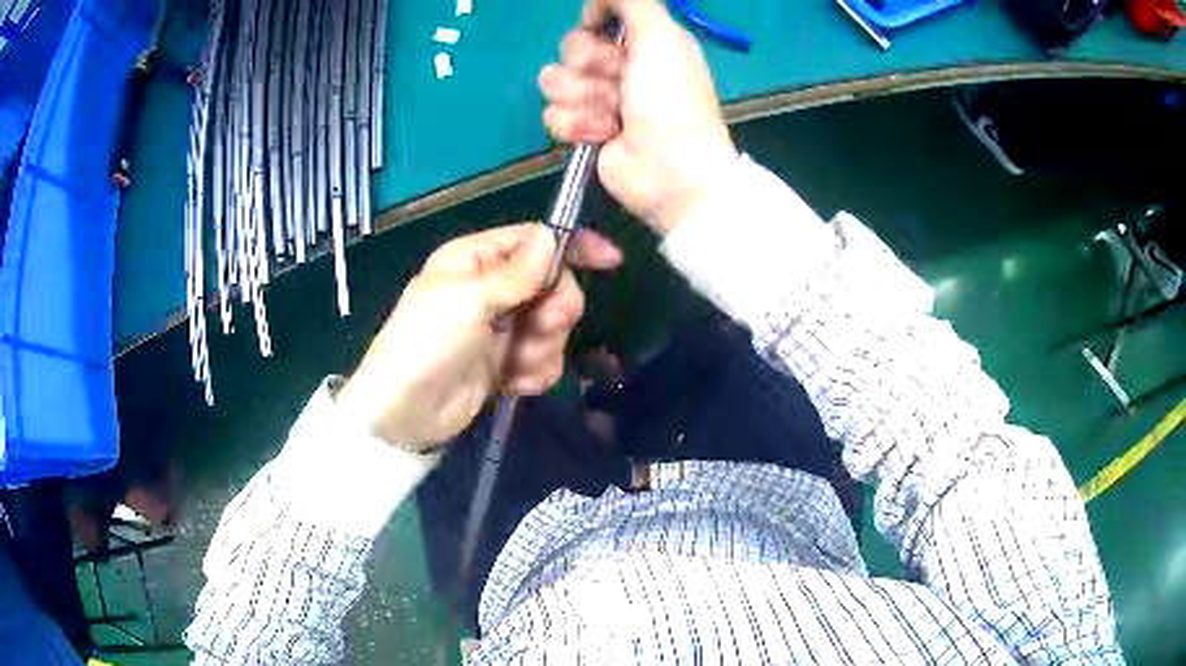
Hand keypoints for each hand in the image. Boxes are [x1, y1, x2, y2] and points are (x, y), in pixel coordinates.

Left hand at [337, 224, 622, 451]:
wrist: (406, 416)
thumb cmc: (425, 345)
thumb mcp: (467, 299)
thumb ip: (517, 271)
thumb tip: (555, 235)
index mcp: (476, 259)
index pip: (534, 240)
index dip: (573, 246)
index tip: (610, 261)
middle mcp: (493, 289)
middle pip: (554, 285)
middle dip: (554, 310)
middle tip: (539, 327)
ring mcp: (502, 329)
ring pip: (553, 327)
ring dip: (541, 348)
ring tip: (512, 364)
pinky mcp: (508, 364)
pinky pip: (545, 360)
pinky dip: (535, 372)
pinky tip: (512, 383)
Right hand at [539, 0, 738, 235]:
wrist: (670, 169)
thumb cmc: (672, 100)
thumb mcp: (662, 37)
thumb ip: (633, 2)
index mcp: (644, 42)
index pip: (596, 18)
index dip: (593, 24)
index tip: (599, 30)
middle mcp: (621, 66)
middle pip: (571, 47)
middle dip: (591, 65)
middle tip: (619, 82)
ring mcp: (599, 99)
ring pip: (555, 81)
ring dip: (583, 98)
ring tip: (612, 115)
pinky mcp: (583, 130)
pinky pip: (553, 115)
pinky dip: (577, 125)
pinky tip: (603, 136)